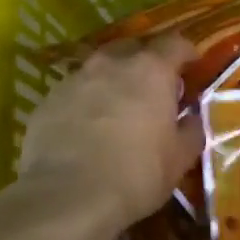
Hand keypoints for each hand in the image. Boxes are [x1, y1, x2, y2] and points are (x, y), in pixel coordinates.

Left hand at [15, 34, 203, 238]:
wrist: (67, 196)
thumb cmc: (136, 174)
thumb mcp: (179, 159)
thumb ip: (190, 130)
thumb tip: (190, 118)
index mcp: (150, 71)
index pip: (174, 44)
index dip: (186, 53)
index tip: (192, 65)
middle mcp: (111, 64)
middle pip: (132, 49)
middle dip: (145, 63)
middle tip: (153, 89)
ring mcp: (74, 79)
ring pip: (99, 70)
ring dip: (112, 82)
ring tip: (116, 109)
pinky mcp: (47, 100)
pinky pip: (73, 93)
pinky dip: (84, 103)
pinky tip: (85, 129)